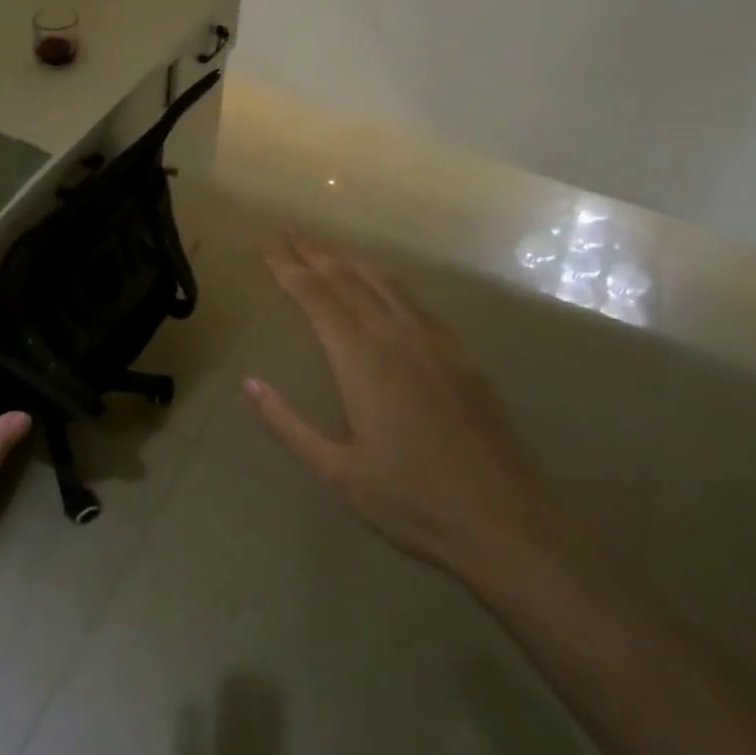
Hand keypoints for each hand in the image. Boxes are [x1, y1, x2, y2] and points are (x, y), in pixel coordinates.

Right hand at [245, 232, 560, 578]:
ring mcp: (434, 342)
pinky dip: (386, 280)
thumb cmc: (411, 502)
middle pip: (348, 278)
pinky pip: (413, 300)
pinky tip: (383, 285)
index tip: (266, 246)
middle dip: (314, 252)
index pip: (316, 297)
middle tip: (288, 232)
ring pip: (384, 282)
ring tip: (327, 247)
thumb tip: (250, 383)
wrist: (505, 523)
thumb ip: (288, 424)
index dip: (287, 268)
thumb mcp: (336, 472)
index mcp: (361, 360)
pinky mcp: (460, 355)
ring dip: (350, 259)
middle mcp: (396, 337)